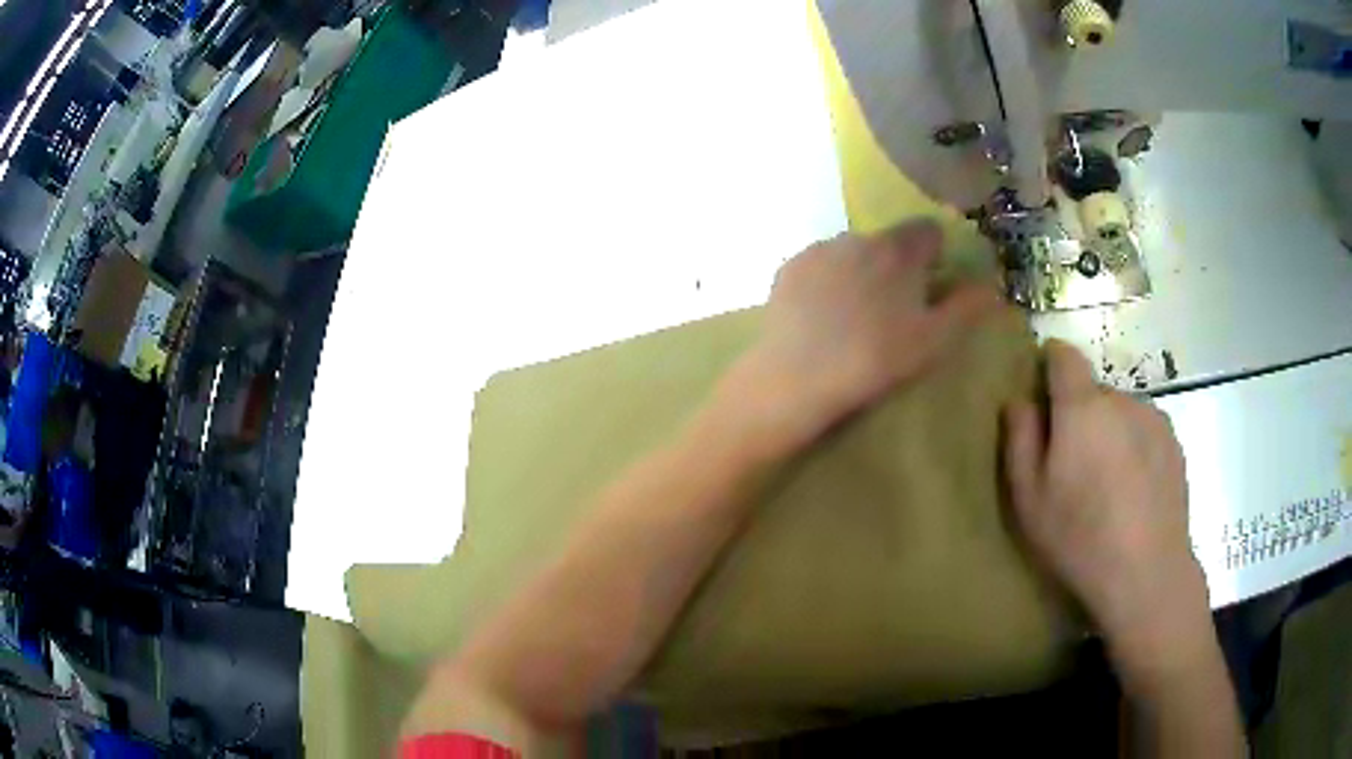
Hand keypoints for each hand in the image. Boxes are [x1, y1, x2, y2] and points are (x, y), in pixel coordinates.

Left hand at [735, 221, 997, 447]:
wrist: (796, 377)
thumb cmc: (875, 360)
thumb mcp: (933, 341)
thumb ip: (967, 308)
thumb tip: (992, 287)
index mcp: (898, 250)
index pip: (928, 230)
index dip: (935, 254)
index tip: (932, 284)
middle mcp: (858, 237)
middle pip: (888, 242)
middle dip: (897, 266)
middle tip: (894, 309)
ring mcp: (819, 250)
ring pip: (851, 253)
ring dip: (860, 272)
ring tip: (854, 317)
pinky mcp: (788, 268)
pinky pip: (819, 266)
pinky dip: (827, 282)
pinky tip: (822, 317)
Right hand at [1004, 341, 1208, 662]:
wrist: (1147, 572)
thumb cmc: (1079, 537)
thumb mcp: (1029, 499)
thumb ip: (1020, 439)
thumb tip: (1019, 401)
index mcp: (1082, 407)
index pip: (1063, 355)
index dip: (1049, 364)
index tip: (1042, 395)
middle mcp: (1121, 399)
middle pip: (1093, 390)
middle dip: (1079, 414)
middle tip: (1073, 465)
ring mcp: (1154, 419)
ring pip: (1121, 412)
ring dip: (1110, 432)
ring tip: (1107, 484)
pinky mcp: (1174, 443)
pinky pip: (1145, 431)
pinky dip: (1134, 448)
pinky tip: (1133, 493)